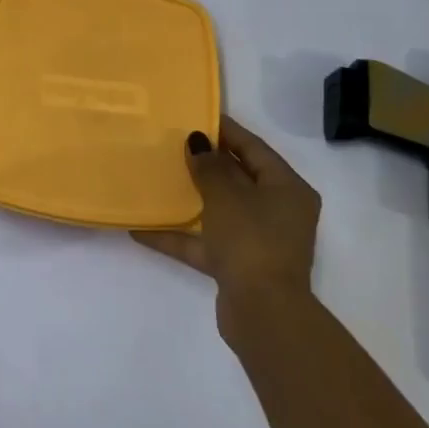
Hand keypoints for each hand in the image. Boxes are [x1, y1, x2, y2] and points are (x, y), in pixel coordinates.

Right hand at [134, 117, 320, 343]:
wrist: (263, 313)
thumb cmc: (251, 240)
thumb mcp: (226, 195)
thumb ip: (209, 166)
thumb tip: (197, 141)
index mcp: (287, 188)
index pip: (254, 148)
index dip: (226, 130)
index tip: (195, 114)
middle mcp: (277, 212)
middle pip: (238, 178)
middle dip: (206, 162)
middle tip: (173, 142)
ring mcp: (258, 240)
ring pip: (220, 210)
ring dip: (191, 198)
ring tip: (158, 178)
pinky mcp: (237, 266)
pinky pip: (204, 243)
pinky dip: (179, 236)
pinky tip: (141, 229)